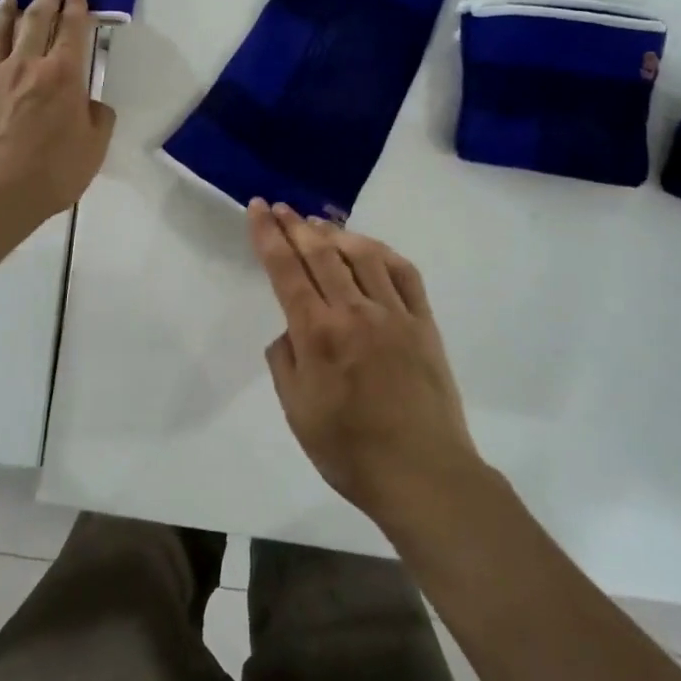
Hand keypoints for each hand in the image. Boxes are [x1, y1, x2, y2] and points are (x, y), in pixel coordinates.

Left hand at [0, 0, 115, 221]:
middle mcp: (25, 66)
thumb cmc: (54, 172)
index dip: (76, 8)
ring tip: (8, 0)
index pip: (72, 31)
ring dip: (3, 13)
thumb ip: (99, 119)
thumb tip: (92, 104)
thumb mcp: (94, 147)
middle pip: (34, 22)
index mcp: (62, 76)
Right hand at [248, 199, 482, 527]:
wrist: (422, 473)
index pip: (285, 270)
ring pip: (361, 255)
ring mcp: (393, 313)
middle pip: (320, 253)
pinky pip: (403, 273)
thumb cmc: (349, 450)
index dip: (268, 235)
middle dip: (295, 225)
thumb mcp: (297, 411)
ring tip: (317, 222)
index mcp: (317, 333)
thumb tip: (291, 330)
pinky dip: (382, 252)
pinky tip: (368, 247)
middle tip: (281, 207)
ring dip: (335, 232)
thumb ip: (285, 362)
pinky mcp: (423, 322)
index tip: (257, 208)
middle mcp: (354, 311)